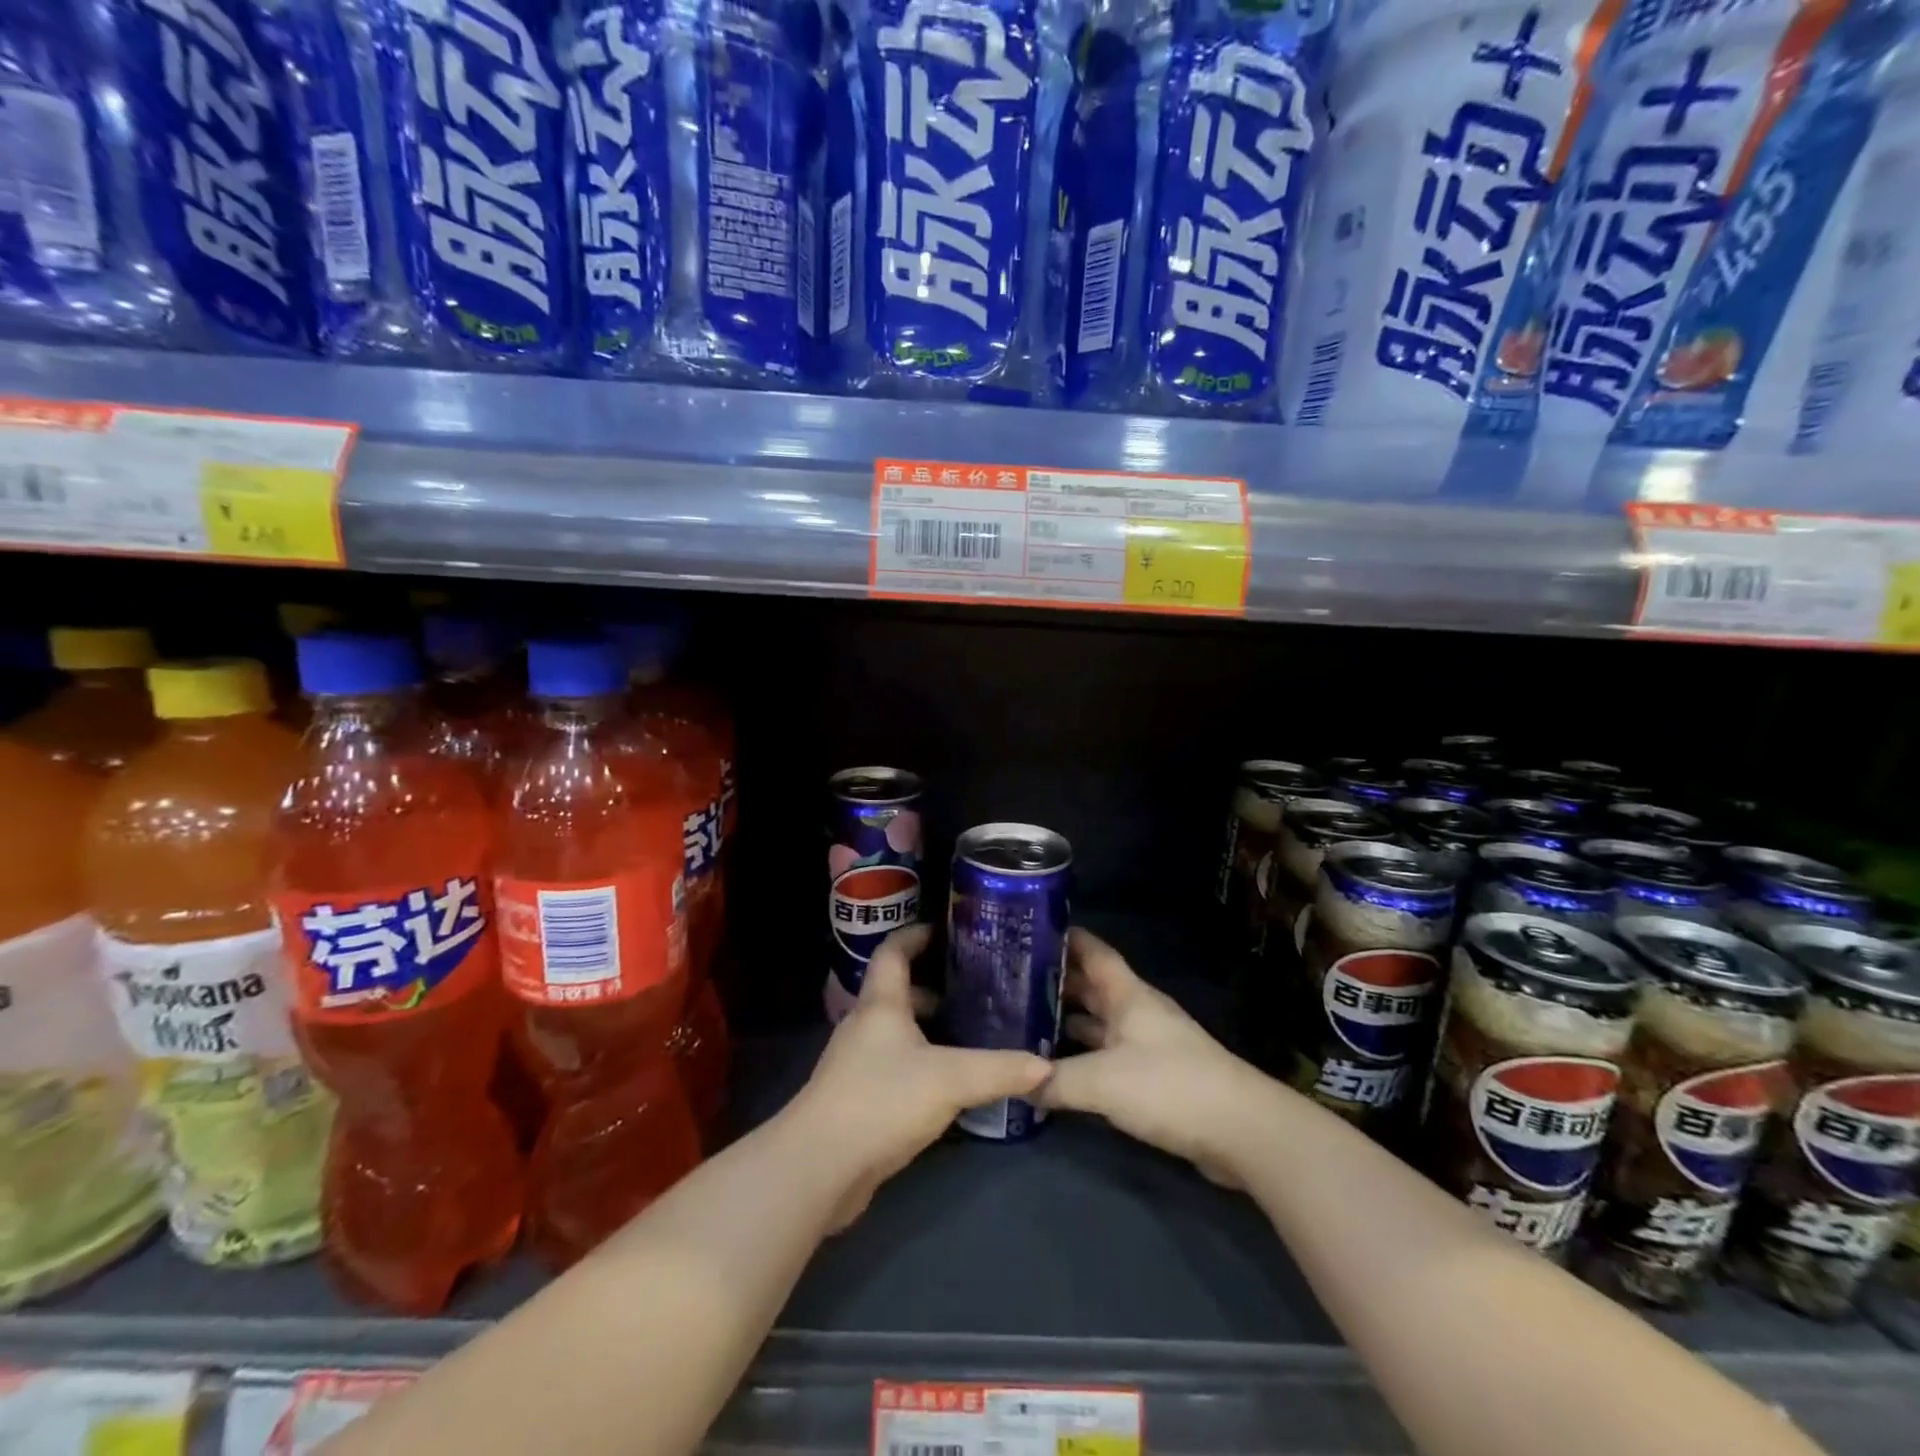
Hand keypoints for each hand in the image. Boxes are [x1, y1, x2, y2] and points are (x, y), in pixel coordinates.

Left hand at [790, 924, 1050, 1229]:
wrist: (819, 1167)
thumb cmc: (881, 1101)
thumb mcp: (950, 1080)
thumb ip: (999, 1070)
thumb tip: (1045, 1066)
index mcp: (881, 1005)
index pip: (893, 952)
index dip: (916, 935)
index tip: (947, 930)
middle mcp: (865, 1026)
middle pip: (899, 992)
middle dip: (935, 987)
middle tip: (977, 989)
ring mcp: (857, 1064)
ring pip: (898, 1032)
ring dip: (929, 1028)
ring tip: (972, 1032)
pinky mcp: (857, 1099)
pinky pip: (894, 1067)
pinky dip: (921, 1063)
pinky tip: (950, 1083)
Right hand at [1039, 929, 1269, 1187]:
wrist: (1242, 1132)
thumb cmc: (1170, 1086)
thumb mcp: (1103, 1081)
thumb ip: (1056, 1080)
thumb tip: (1015, 1080)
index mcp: (1128, 995)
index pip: (1093, 951)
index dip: (1065, 937)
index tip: (1029, 929)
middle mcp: (1136, 1012)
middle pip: (1091, 986)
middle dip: (1055, 981)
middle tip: (1010, 980)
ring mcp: (1147, 1045)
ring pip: (1098, 1022)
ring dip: (1066, 1020)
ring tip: (1023, 1021)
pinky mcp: (1154, 1079)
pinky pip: (1107, 1056)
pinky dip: (1082, 1056)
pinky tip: (1056, 1068)